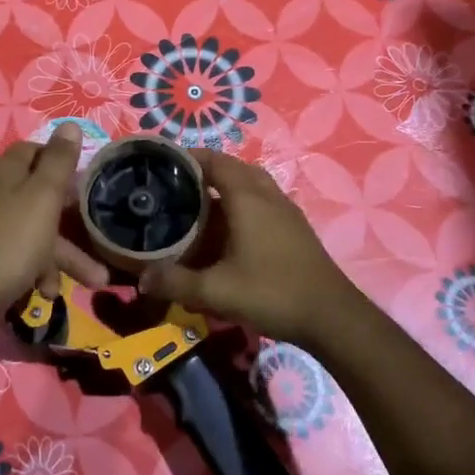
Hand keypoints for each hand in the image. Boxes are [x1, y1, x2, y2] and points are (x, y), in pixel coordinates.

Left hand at [0, 123, 109, 318]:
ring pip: (26, 230)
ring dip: (57, 255)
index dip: (59, 161)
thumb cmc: (10, 242)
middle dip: (68, 221)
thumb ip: (59, 161)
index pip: (33, 150)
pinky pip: (9, 253)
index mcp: (3, 171)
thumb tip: (69, 123)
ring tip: (90, 282)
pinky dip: (31, 269)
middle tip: (95, 239)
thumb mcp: (43, 197)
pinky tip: (44, 292)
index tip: (82, 182)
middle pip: (33, 196)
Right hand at [140, 149, 364, 345]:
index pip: (215, 161)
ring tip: (200, 202)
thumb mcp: (216, 292)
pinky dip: (243, 202)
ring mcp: (286, 210)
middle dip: (206, 169)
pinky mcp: (295, 228)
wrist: (332, 317)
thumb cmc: (273, 292)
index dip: (189, 157)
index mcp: (247, 198)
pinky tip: (230, 228)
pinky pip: (263, 200)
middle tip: (178, 183)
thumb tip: (142, 278)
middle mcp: (267, 195)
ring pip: (252, 183)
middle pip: (234, 167)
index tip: (163, 162)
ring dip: (227, 184)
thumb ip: (176, 282)